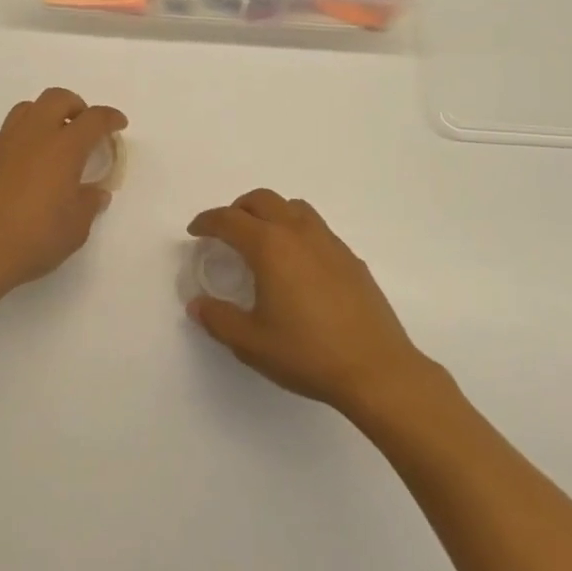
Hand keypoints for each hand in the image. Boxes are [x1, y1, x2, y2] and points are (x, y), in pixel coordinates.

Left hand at [0, 88, 126, 300]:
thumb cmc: (32, 239)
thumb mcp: (75, 228)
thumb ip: (89, 204)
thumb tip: (95, 192)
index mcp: (63, 147)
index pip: (94, 119)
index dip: (110, 118)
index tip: (118, 124)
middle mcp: (33, 135)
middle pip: (57, 98)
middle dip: (76, 106)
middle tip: (85, 127)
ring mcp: (3, 143)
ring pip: (28, 109)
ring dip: (46, 115)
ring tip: (54, 141)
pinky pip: (8, 132)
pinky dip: (25, 137)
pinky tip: (27, 166)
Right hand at [186, 189, 433, 416]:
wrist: (376, 369)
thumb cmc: (307, 354)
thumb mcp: (251, 343)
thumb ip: (219, 320)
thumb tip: (197, 304)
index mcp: (269, 247)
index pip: (229, 220)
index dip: (207, 221)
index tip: (195, 231)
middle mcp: (298, 233)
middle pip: (262, 200)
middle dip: (237, 209)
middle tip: (225, 231)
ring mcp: (329, 242)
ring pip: (293, 207)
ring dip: (270, 213)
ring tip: (261, 239)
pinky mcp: (350, 258)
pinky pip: (316, 227)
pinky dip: (296, 230)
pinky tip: (297, 264)